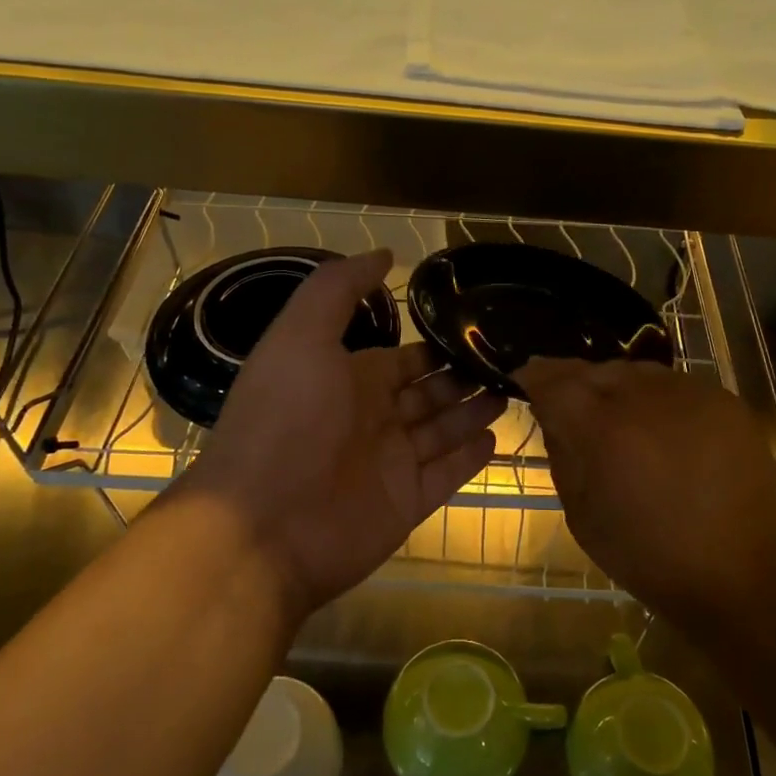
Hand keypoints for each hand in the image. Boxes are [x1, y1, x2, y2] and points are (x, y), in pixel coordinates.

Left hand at [178, 250, 503, 617]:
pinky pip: (446, 474)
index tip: (476, 329)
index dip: (435, 347)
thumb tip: (385, 252)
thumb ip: (338, 289)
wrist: (263, 522)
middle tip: (509, 360)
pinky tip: (496, 437)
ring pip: (443, 430)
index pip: (403, 360)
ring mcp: (391, 463)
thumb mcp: (302, 335)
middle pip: (429, 393)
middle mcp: (371, 419)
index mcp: (348, 380)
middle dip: (463, 377)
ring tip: (511, 390)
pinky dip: (469, 457)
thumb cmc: (286, 418)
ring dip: (474, 411)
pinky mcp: (407, 502)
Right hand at [515, 358, 775, 630]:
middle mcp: (645, 396)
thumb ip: (562, 454)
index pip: (553, 379)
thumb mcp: (582, 516)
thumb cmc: (651, 558)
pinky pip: (675, 385)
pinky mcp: (724, 400)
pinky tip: (662, 431)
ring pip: (636, 372)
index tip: (524, 381)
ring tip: (619, 421)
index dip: (533, 376)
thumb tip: (554, 416)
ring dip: (617, 388)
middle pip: (595, 369)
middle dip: (575, 383)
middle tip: (570, 408)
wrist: (744, 573)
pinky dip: (657, 400)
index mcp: (603, 428)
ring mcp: (690, 392)